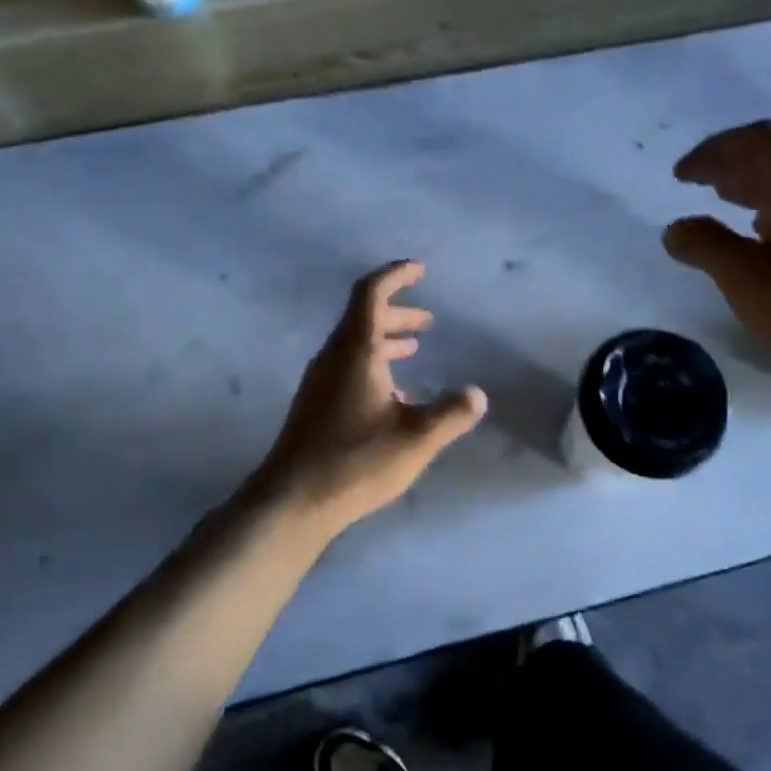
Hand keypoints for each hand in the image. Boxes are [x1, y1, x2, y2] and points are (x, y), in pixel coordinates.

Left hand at [258, 261, 487, 536]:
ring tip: (414, 349)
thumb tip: (477, 395)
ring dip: (386, 341)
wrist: (293, 500)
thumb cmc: (356, 461)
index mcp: (356, 352)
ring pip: (355, 346)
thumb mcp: (416, 438)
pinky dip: (374, 368)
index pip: (371, 293)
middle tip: (428, 321)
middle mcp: (333, 359)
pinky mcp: (315, 406)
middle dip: (397, 313)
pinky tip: (394, 397)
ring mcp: (319, 383)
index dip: (395, 275)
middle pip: (363, 318)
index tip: (419, 270)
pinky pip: (347, 370)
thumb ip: (451, 413)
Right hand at [663, 120, 770, 390]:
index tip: (681, 176)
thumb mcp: (744, 278)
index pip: (760, 140)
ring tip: (719, 204)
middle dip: (729, 165)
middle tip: (692, 184)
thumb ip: (704, 245)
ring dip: (749, 189)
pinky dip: (768, 214)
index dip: (715, 149)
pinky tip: (758, 240)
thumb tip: (676, 228)